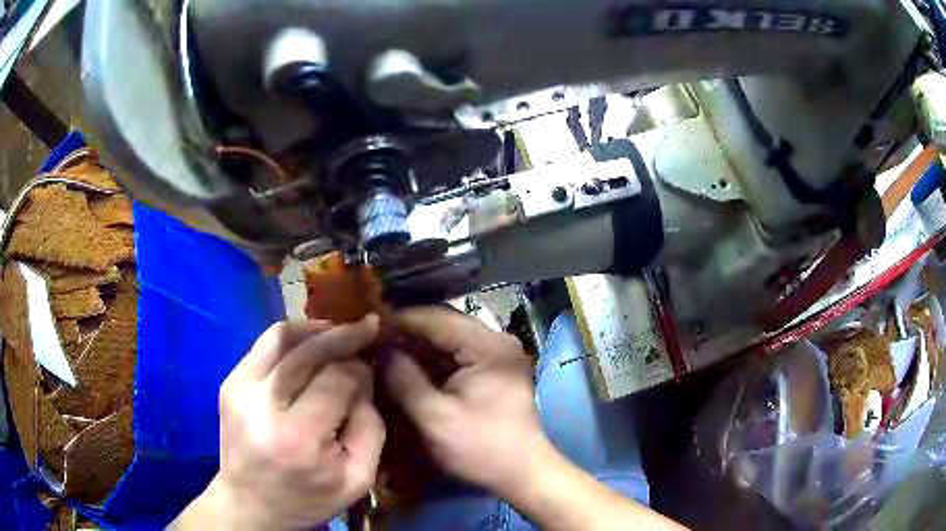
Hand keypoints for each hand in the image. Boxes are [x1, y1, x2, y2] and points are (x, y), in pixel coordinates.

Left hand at [178, 316, 384, 529]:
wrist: (249, 504)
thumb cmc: (308, 498)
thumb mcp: (358, 478)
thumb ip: (370, 426)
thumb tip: (364, 376)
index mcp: (297, 438)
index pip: (336, 380)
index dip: (360, 371)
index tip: (371, 373)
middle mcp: (261, 406)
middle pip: (307, 351)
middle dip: (343, 335)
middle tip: (368, 328)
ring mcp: (239, 389)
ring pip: (280, 336)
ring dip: (315, 329)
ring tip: (339, 331)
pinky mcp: (229, 383)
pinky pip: (264, 345)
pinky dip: (292, 339)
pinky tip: (310, 346)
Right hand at [385, 307, 546, 496]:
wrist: (523, 473)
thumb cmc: (482, 447)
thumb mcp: (435, 418)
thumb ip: (404, 380)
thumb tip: (382, 351)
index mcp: (488, 346)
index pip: (437, 319)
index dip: (400, 320)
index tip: (368, 327)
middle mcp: (496, 341)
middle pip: (444, 326)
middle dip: (407, 334)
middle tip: (372, 340)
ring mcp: (497, 355)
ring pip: (449, 341)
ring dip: (418, 347)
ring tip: (384, 352)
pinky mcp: (493, 371)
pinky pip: (457, 356)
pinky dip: (432, 361)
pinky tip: (408, 368)